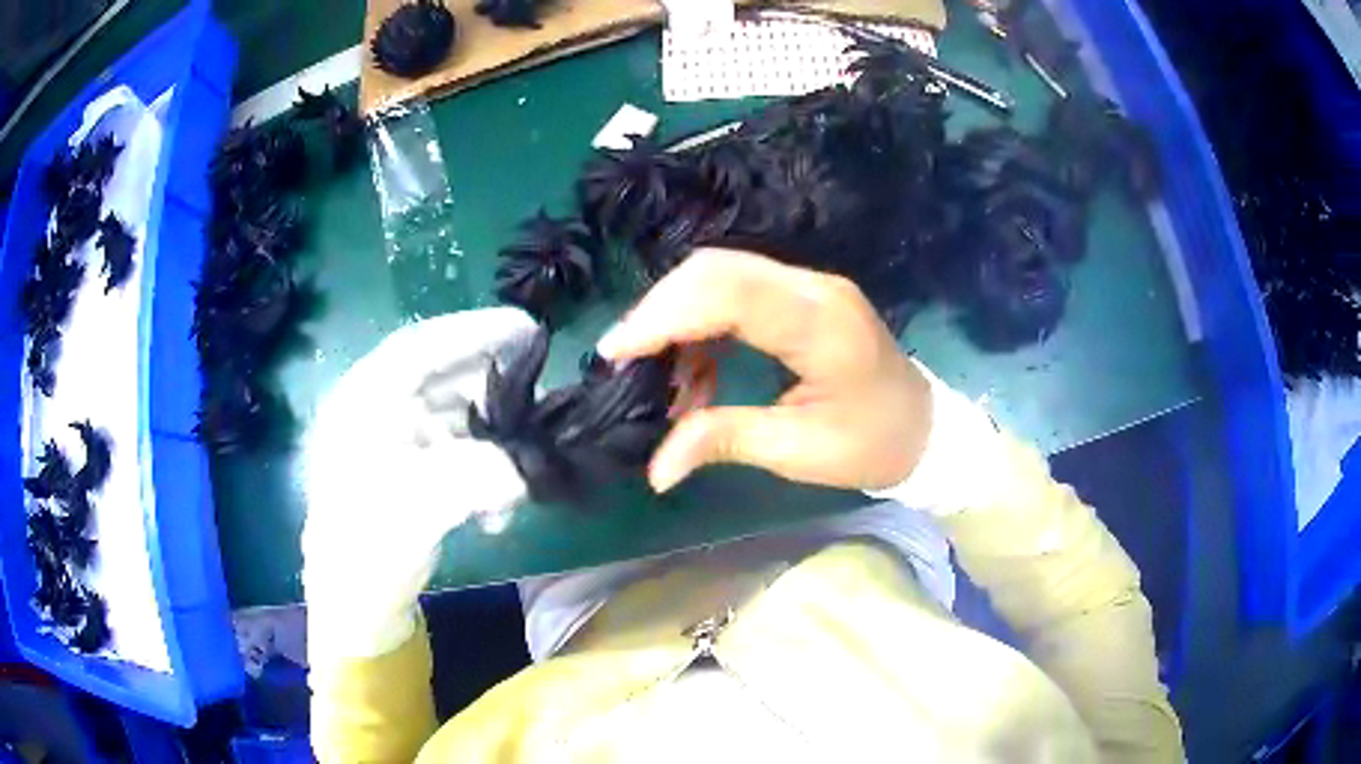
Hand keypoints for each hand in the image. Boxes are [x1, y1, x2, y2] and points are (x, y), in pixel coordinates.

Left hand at [301, 308, 536, 661]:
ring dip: (489, 435)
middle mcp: (372, 413)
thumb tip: (532, 465)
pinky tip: (497, 506)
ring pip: (449, 416)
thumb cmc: (369, 549)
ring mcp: (387, 444)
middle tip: (537, 386)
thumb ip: (483, 475)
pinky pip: (449, 452)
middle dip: (489, 385)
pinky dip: (479, 468)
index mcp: (361, 403)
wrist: (352, 606)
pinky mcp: (403, 474)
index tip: (527, 328)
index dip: (474, 332)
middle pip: (438, 377)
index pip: (420, 347)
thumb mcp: (423, 507)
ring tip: (523, 456)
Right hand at [599, 248, 932, 492]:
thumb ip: (724, 441)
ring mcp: (810, 286)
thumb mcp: (799, 452)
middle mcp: (814, 288)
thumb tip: (656, 469)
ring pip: (721, 275)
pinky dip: (702, 327)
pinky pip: (737, 292)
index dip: (663, 315)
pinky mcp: (802, 296)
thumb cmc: (873, 445)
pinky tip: (694, 374)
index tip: (616, 353)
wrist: (925, 427)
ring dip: (678, 318)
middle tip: (626, 362)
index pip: (728, 294)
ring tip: (662, 379)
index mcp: (821, 325)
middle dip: (660, 310)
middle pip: (716, 270)